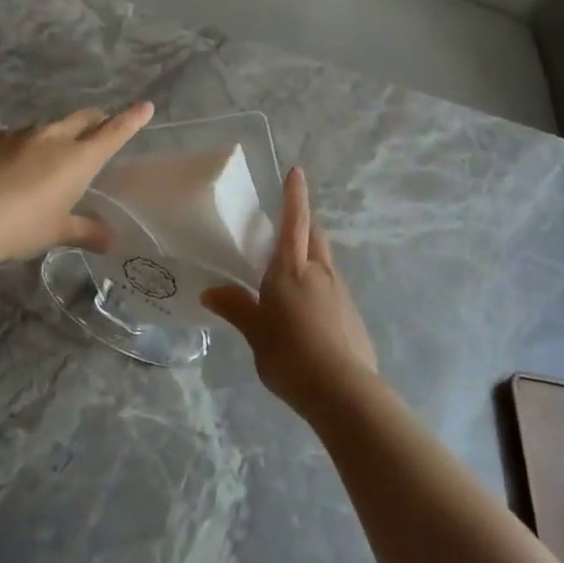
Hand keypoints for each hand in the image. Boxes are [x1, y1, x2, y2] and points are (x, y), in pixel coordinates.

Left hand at [0, 102, 153, 263]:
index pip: (113, 132)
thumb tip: (110, 240)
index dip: (131, 119)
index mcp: (78, 158)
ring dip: (55, 138)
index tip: (145, 106)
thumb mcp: (57, 232)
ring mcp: (19, 135)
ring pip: (47, 128)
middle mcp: (53, 137)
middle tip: (100, 127)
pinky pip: (14, 139)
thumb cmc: (22, 226)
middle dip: (95, 120)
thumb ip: (86, 231)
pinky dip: (21, 149)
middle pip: (82, 119)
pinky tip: (10, 169)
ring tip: (47, 160)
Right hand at [202, 167, 380, 416]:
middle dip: (304, 223)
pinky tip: (308, 311)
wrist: (343, 390)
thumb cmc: (291, 356)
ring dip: (311, 255)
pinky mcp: (351, 312)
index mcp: (291, 270)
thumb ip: (237, 308)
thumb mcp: (256, 334)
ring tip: (292, 272)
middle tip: (288, 224)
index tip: (297, 172)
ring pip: (325, 260)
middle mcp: (319, 272)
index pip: (294, 222)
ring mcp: (340, 291)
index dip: (294, 196)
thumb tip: (211, 291)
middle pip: (314, 235)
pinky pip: (332, 286)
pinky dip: (319, 284)